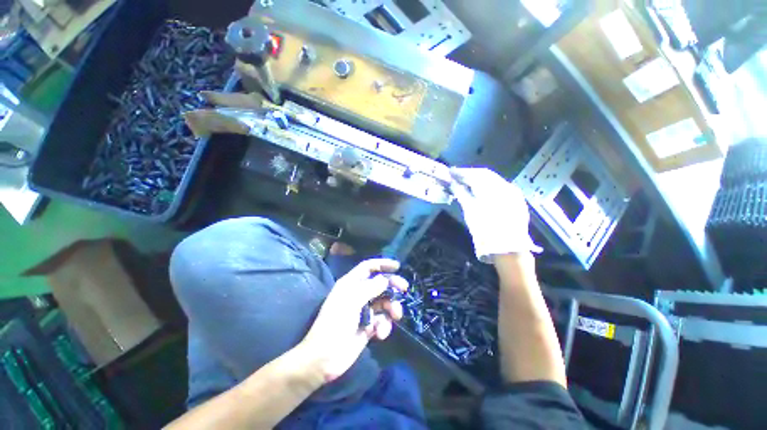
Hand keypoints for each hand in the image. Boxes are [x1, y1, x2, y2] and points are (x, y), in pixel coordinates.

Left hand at [299, 259, 408, 382]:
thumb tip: (385, 279)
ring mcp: (364, 310)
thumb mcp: (351, 301)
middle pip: (380, 284)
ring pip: (384, 302)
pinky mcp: (369, 326)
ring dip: (392, 308)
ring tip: (396, 316)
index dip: (382, 264)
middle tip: (404, 288)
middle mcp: (358, 294)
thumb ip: (370, 288)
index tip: (397, 266)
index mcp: (351, 284)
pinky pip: (383, 320)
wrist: (324, 359)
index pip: (368, 267)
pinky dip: (385, 325)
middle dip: (392, 285)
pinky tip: (380, 334)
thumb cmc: (334, 324)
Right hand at [450, 167, 541, 262]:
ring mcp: (514, 193)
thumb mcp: (470, 211)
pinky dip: (489, 187)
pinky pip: (501, 188)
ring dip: (479, 180)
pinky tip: (481, 192)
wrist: (508, 249)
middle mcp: (506, 186)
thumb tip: (453, 183)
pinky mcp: (517, 201)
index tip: (451, 172)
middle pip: (486, 175)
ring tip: (467, 183)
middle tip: (457, 177)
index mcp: (493, 188)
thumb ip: (461, 193)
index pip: (476, 173)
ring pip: (494, 181)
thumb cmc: (485, 230)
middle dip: (470, 174)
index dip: (462, 172)